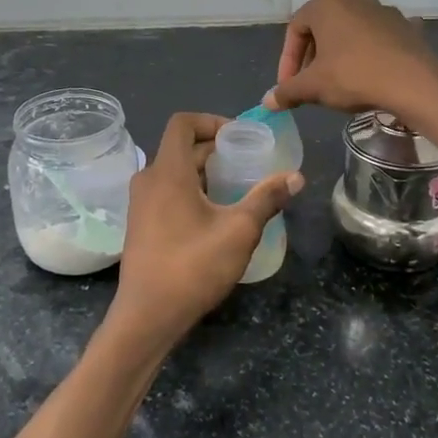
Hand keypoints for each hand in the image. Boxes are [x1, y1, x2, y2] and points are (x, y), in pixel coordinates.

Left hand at [105, 113, 302, 358]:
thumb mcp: (239, 231)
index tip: (240, 137)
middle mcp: (148, 179)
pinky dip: (191, 190)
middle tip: (249, 162)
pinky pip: (167, 191)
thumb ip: (267, 199)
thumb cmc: (192, 267)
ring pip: (174, 171)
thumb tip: (296, 176)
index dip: (212, 121)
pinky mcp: (141, 224)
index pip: (183, 123)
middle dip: (216, 149)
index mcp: (167, 172)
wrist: (147, 316)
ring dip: (205, 172)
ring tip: (238, 187)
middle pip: (181, 148)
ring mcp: (141, 203)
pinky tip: (215, 214)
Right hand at [266, 0, 437, 116]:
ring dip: (341, 53)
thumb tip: (268, 102)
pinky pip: (380, 38)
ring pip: (352, 31)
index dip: (287, 61)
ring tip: (340, 81)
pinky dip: (371, 53)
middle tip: (311, 84)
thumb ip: (287, 91)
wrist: (413, 83)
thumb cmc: (353, 76)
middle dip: (313, 57)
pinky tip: (371, 73)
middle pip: (323, 28)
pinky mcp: (406, 26)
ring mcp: (384, 10)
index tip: (289, 86)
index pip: (295, 30)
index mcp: (326, 4)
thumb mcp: (313, 87)